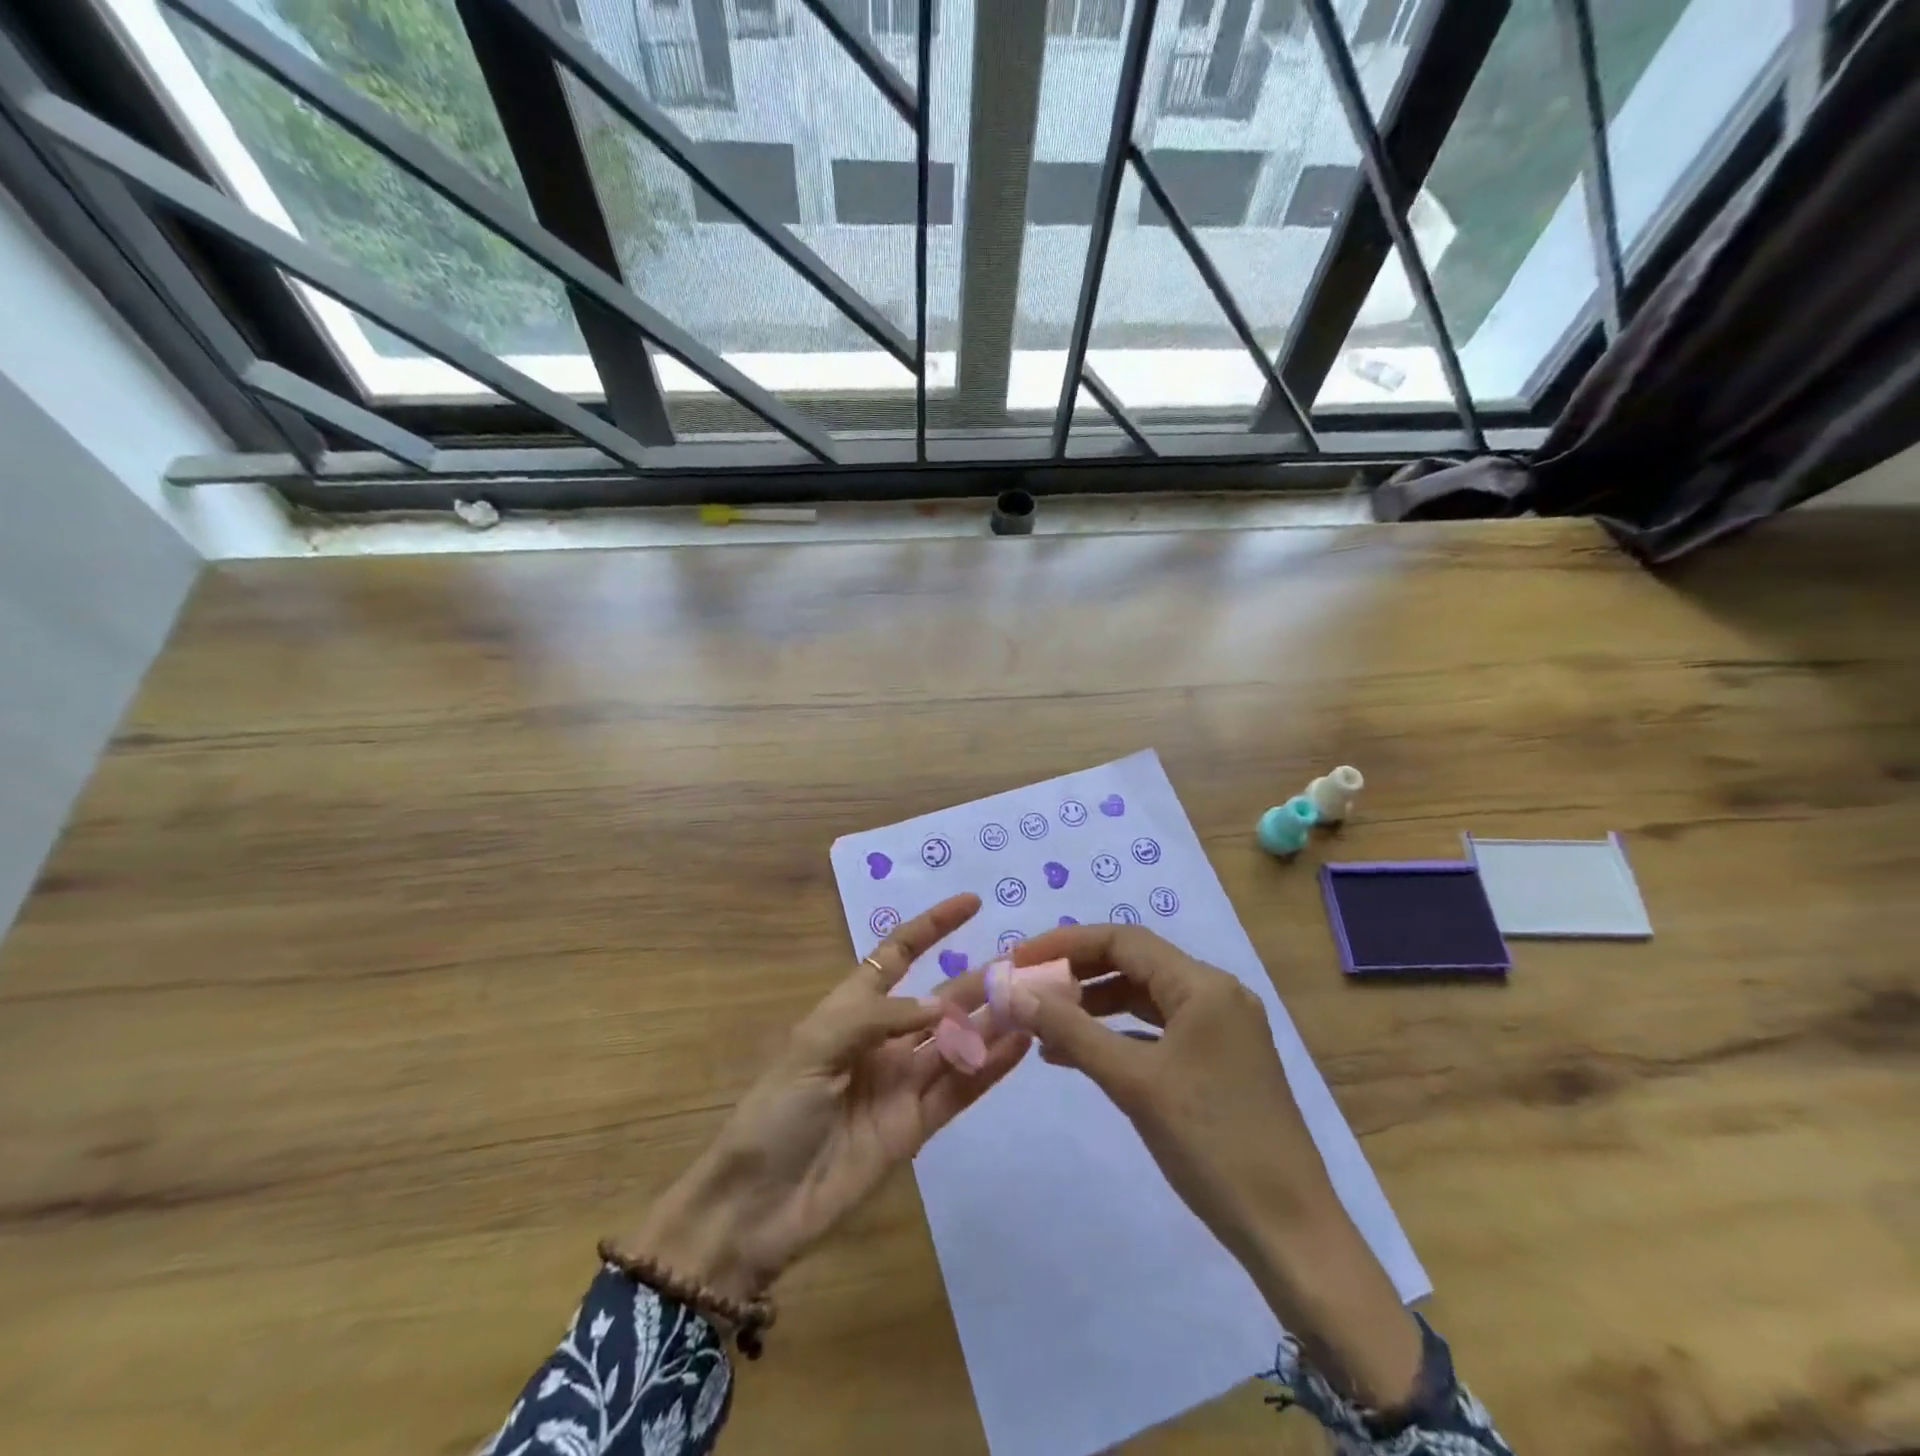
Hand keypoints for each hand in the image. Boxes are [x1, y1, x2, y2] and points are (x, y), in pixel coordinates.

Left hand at [624, 894, 1026, 1303]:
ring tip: (1037, 999)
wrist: (758, 1206)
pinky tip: (1020, 1043)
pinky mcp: (918, 1124)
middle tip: (1026, 963)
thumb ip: (879, 1018)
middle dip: (978, 979)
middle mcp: (885, 1040)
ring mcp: (904, 1082)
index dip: (932, 927)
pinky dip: (991, 1066)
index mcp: (853, 1010)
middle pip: (940, 1000)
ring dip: (994, 1020)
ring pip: (959, 1041)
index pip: (898, 955)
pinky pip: (960, 1087)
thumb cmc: (777, 1112)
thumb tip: (943, 1005)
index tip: (971, 904)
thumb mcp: (814, 1047)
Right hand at [1003, 922, 1422, 1410]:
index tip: (1019, 958)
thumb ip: (1071, 1031)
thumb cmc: (1211, 1143)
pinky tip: (1079, 1054)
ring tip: (1044, 1024)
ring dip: (1094, 1006)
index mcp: (1203, 985)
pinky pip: (1158, 1030)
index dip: (1065, 944)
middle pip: (1134, 964)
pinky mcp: (1219, 1060)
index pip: (1123, 940)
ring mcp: (1221, 1028)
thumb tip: (1015, 991)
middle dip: (1077, 973)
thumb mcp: (1133, 1082)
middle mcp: (1215, 994)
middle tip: (1027, 988)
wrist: (1289, 1231)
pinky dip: (1118, 1035)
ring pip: (1145, 998)